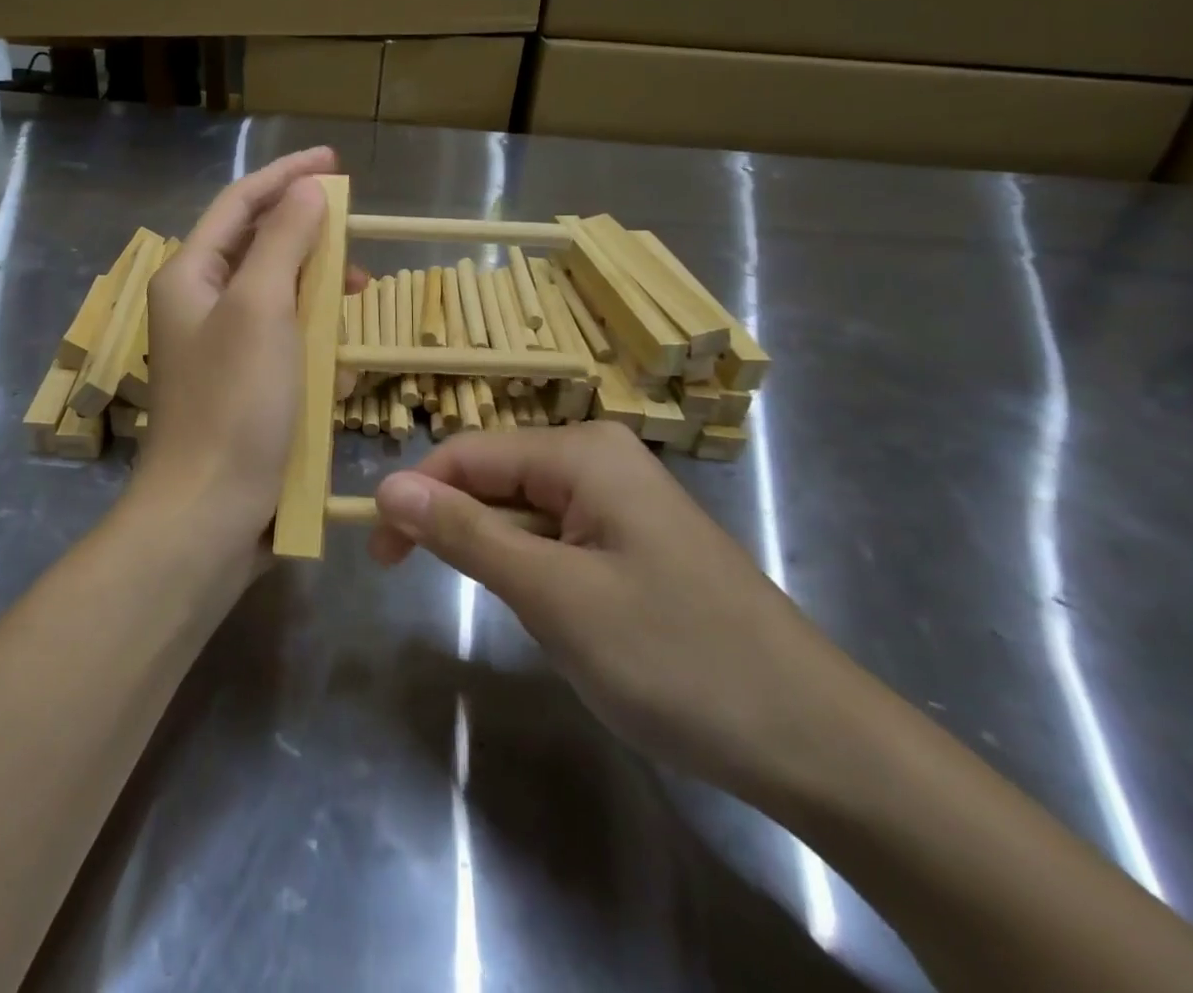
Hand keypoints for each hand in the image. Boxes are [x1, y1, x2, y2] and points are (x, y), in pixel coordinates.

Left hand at [136, 147, 359, 567]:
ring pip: (280, 299)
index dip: (287, 176)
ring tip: (356, 310)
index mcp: (190, 275)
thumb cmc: (234, 404)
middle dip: (311, 245)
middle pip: (260, 248)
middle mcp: (199, 305)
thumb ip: (283, 240)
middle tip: (357, 255)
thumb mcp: (262, 308)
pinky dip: (313, 346)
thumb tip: (306, 188)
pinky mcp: (243, 387)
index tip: (336, 164)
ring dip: (319, 300)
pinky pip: (286, 345)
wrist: (210, 515)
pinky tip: (337, 371)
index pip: (241, 202)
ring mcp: (221, 348)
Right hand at [370, 422, 879, 811]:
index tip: (377, 557)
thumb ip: (465, 534)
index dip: (415, 497)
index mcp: (583, 451)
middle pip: (495, 476)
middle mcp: (601, 458)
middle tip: (412, 581)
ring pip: (524, 511)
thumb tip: (386, 487)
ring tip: (512, 610)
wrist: (815, 741)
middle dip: (453, 524)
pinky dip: (535, 569)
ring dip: (497, 553)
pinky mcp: (635, 540)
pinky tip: (554, 613)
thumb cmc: (675, 659)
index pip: (468, 454)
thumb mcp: (553, 595)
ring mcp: (622, 500)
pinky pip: (558, 537)